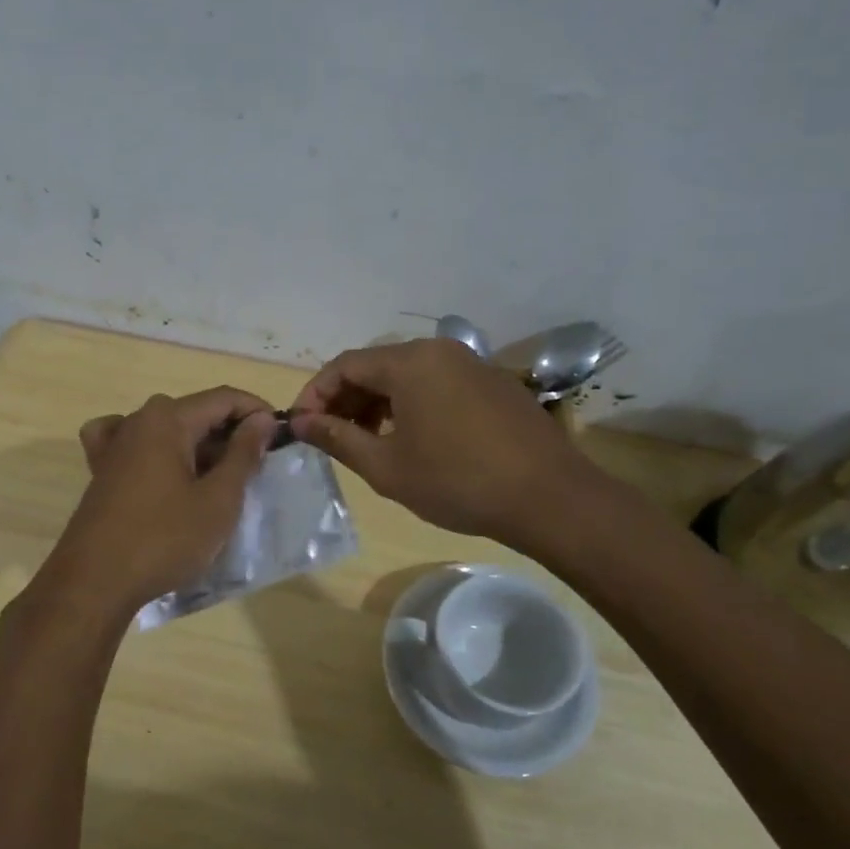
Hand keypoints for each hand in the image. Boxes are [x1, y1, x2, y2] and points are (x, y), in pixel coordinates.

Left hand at [23, 386, 275, 631]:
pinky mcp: (101, 470)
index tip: (281, 436)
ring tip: (221, 476)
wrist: (95, 582)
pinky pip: (133, 443)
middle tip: (257, 465)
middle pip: (195, 412)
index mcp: (167, 419)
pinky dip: (155, 448)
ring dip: (198, 445)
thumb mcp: (218, 499)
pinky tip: (161, 464)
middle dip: (230, 432)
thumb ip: (243, 454)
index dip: (256, 411)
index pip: (223, 398)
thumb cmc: (165, 539)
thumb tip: (261, 419)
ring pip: (167, 429)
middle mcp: (138, 420)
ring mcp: (114, 444)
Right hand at [289, 339, 595, 545]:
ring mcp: (471, 363)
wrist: (550, 498)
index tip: (300, 427)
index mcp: (410, 362)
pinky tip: (412, 438)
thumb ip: (337, 438)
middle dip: (345, 399)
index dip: (315, 394)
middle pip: (376, 365)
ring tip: (366, 441)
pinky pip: (437, 383)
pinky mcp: (493, 383)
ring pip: (407, 374)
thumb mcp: (386, 466)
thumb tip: (299, 423)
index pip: (344, 365)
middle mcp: (439, 350)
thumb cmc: (457, 482)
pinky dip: (411, 403)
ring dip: (377, 402)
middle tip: (329, 437)